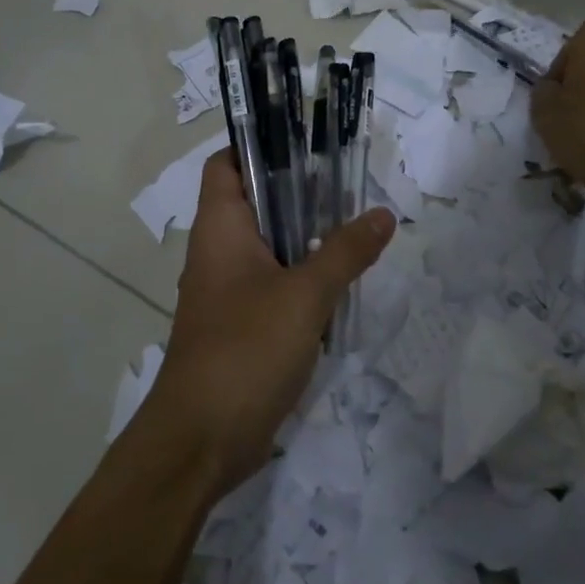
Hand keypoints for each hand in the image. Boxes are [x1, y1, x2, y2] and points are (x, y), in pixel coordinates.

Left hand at [142, 150, 396, 499]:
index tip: (308, 142)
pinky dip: (305, 277)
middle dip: (302, 191)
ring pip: (271, 245)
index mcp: (221, 227)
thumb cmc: (245, 350)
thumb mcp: (305, 296)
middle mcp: (220, 250)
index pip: (227, 163)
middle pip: (257, 201)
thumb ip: (346, 252)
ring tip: (358, 226)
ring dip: (309, 237)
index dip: (260, 144)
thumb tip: (383, 215)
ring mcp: (230, 290)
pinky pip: (276, 284)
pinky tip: (344, 282)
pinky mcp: (243, 324)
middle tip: (351, 184)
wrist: (201, 441)